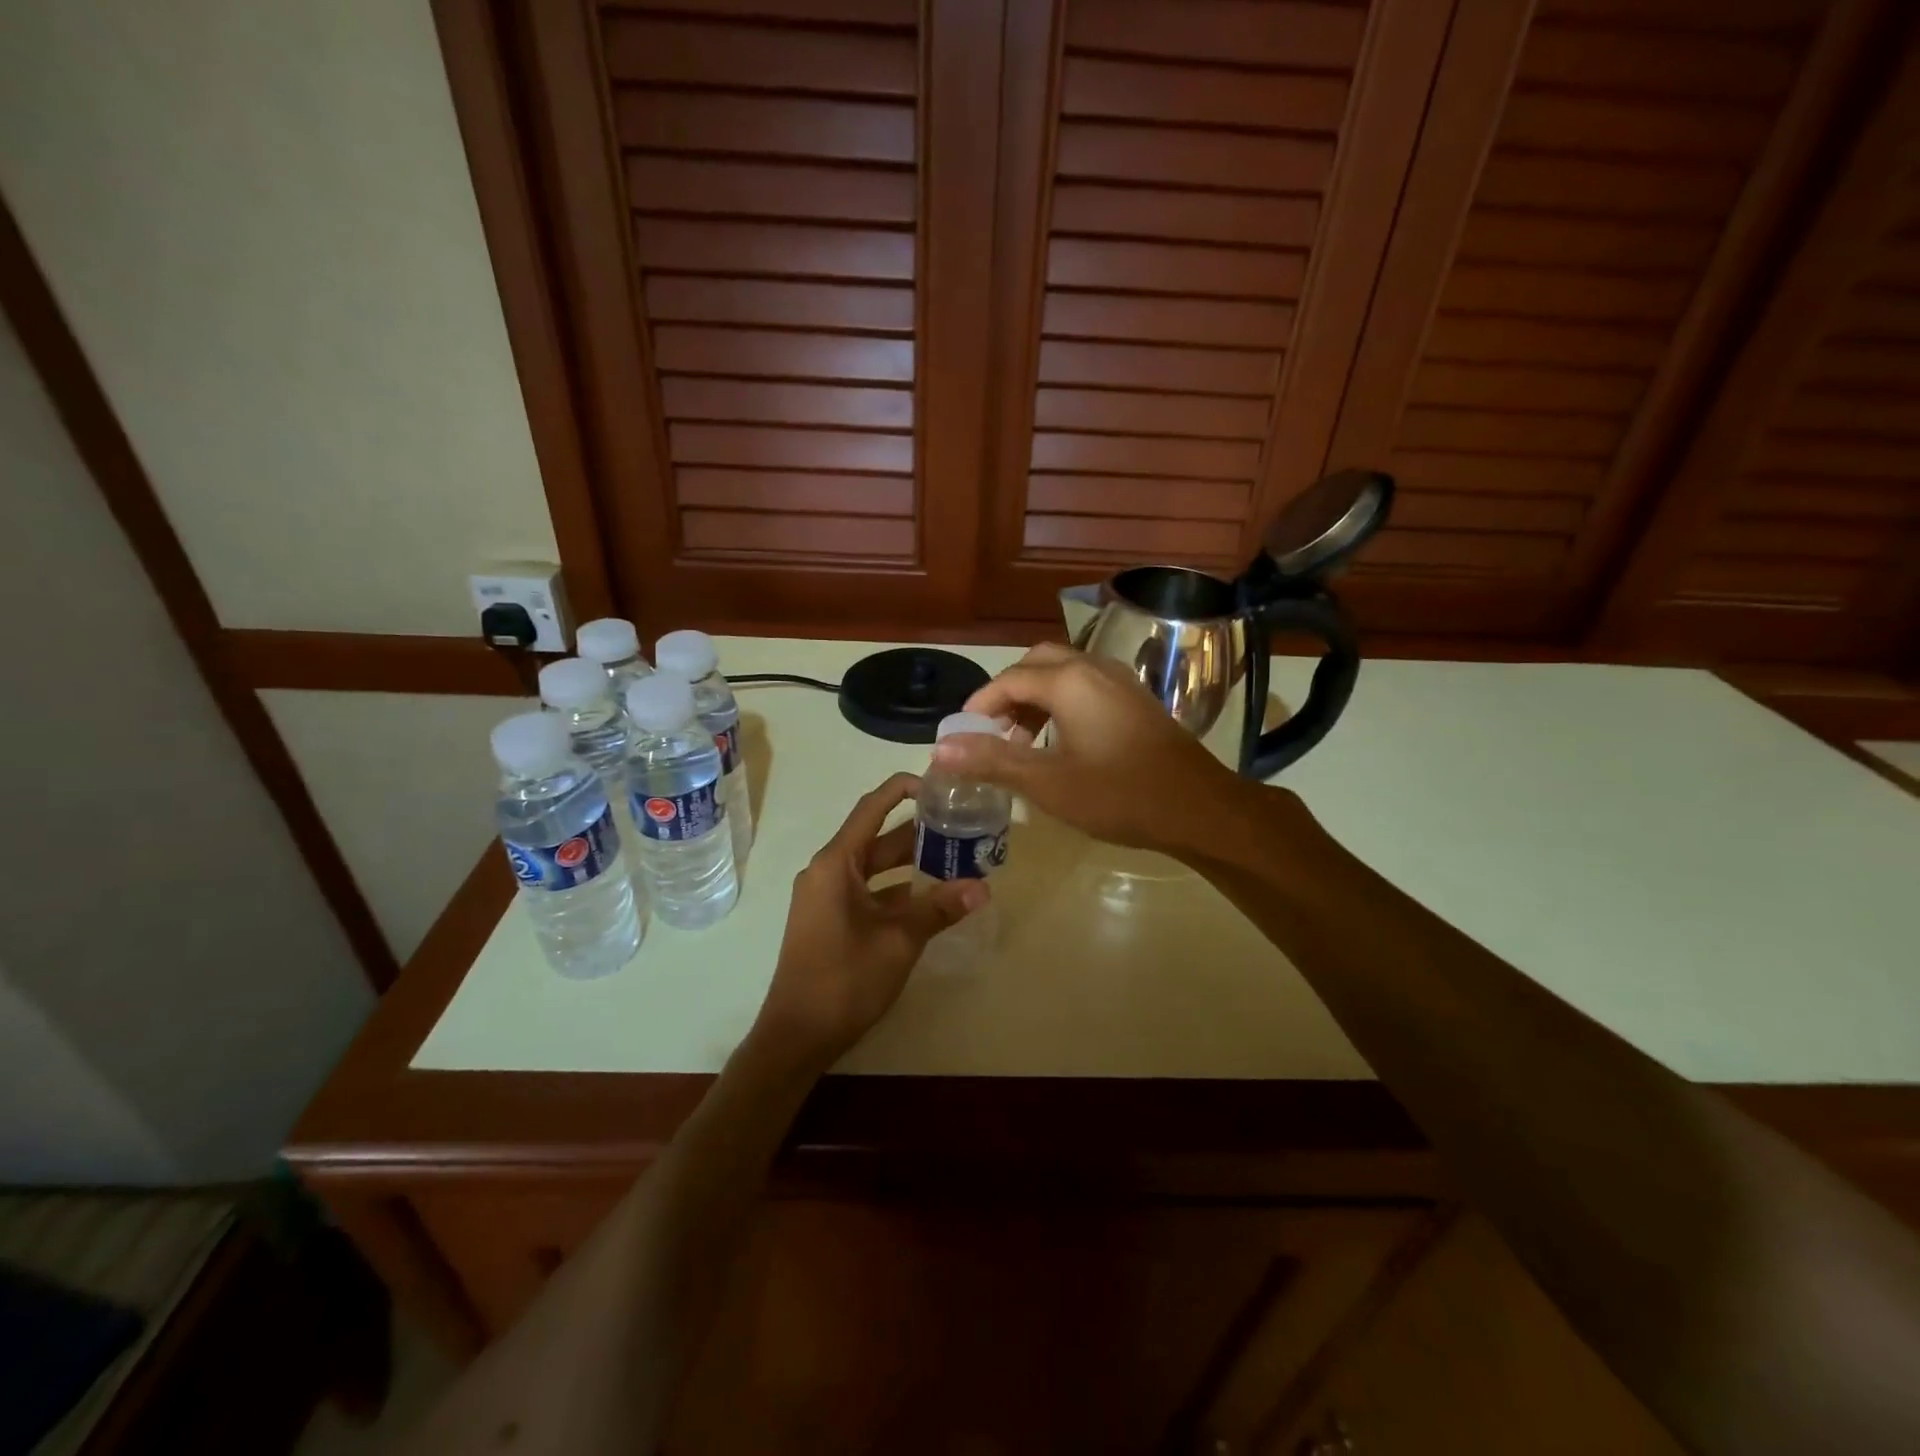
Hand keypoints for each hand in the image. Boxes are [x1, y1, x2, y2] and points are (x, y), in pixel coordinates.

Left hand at [753, 773, 986, 1067]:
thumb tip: (983, 887)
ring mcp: (826, 897)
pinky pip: (868, 891)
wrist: (796, 1036)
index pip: (872, 808)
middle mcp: (827, 871)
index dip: (904, 789)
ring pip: (875, 867)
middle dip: (918, 832)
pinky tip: (931, 897)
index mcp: (835, 863)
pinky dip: (897, 890)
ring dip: (910, 863)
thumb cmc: (844, 979)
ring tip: (956, 858)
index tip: (940, 786)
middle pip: (877, 838)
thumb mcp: (899, 940)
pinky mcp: (830, 919)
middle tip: (962, 825)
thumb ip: (939, 908)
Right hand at [934, 643, 1248, 856]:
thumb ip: (992, 761)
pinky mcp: (1136, 699)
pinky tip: (1061, 742)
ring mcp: (1120, 681)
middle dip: (1008, 693)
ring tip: (1021, 742)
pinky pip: (1086, 686)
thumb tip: (940, 749)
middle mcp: (1094, 668)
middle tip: (992, 732)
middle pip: (1037, 663)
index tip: (963, 735)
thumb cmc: (1119, 795)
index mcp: (1069, 681)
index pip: (1008, 679)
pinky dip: (1062, 703)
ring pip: (1064, 673)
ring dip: (1035, 698)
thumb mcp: (1047, 783)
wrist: (1199, 808)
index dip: (979, 704)